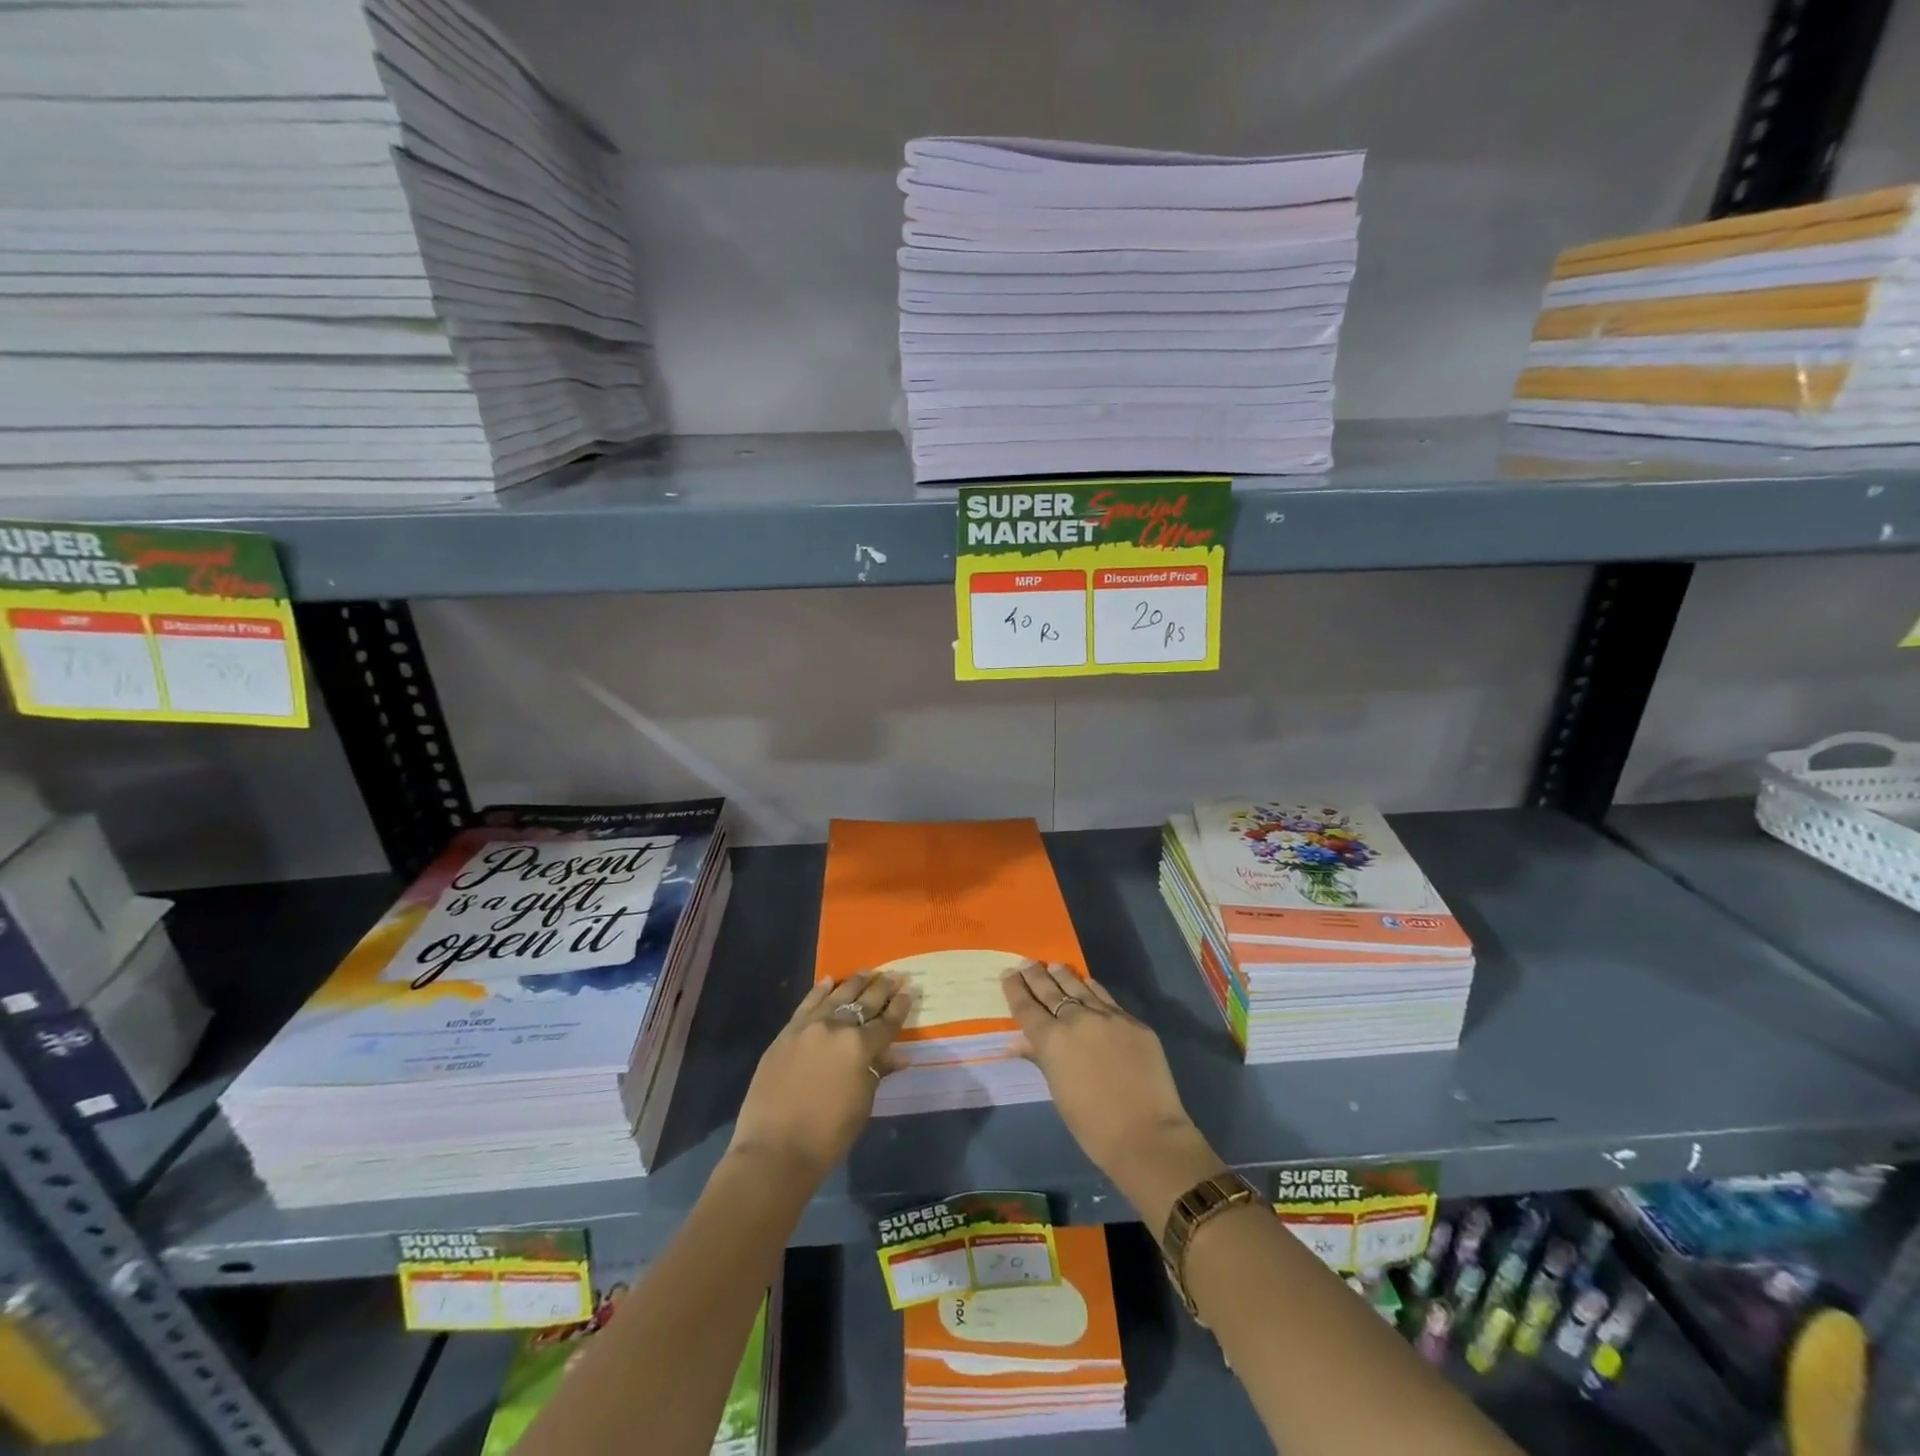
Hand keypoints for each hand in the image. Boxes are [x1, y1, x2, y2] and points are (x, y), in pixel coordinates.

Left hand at [728, 971, 913, 1183]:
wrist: (774, 1150)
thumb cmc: (827, 1135)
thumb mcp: (862, 1104)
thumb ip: (878, 1072)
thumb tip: (900, 1055)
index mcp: (861, 1047)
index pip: (887, 1022)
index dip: (900, 1007)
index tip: (910, 991)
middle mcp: (837, 1028)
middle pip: (864, 1003)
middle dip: (882, 988)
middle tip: (895, 975)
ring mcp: (809, 1027)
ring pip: (837, 997)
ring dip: (854, 983)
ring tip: (867, 971)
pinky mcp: (787, 1033)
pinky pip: (807, 1004)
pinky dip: (820, 991)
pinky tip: (829, 980)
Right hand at [1003, 961, 1222, 1233]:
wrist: (1146, 1134)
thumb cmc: (1092, 1125)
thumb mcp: (1058, 1092)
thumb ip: (1041, 1059)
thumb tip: (1018, 1042)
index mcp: (1052, 1040)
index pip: (1027, 1007)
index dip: (1015, 989)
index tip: (1008, 974)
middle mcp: (1077, 1020)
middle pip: (1051, 991)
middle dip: (1036, 975)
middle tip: (1026, 962)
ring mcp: (1108, 1017)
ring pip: (1080, 988)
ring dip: (1064, 976)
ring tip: (1054, 965)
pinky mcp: (1133, 1022)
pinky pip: (1106, 998)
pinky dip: (1092, 989)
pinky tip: (1087, 983)